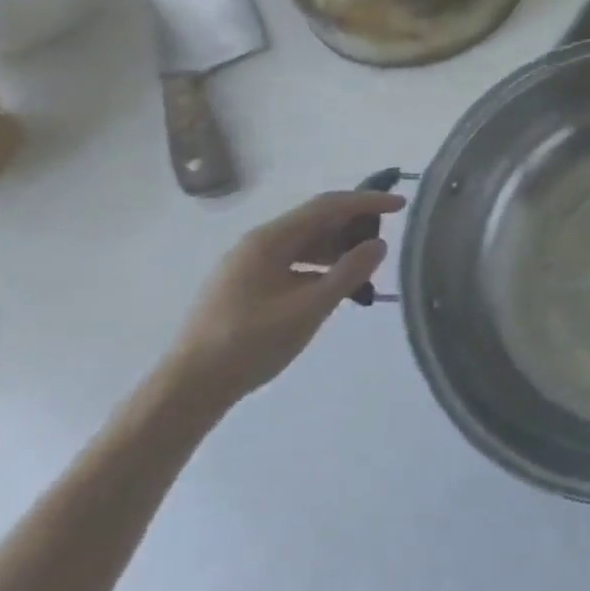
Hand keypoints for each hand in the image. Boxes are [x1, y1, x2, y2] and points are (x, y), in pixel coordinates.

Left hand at [164, 189, 405, 408]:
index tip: (401, 205)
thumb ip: (348, 273)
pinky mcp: (245, 285)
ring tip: (366, 265)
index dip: (367, 202)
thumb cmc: (250, 344)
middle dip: (354, 224)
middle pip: (315, 220)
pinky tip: (334, 284)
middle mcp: (257, 244)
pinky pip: (292, 261)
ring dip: (338, 247)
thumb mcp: (309, 308)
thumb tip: (379, 245)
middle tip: (386, 238)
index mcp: (269, 240)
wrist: (188, 388)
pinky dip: (320, 265)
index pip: (328, 206)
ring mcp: (248, 265)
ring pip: (304, 242)